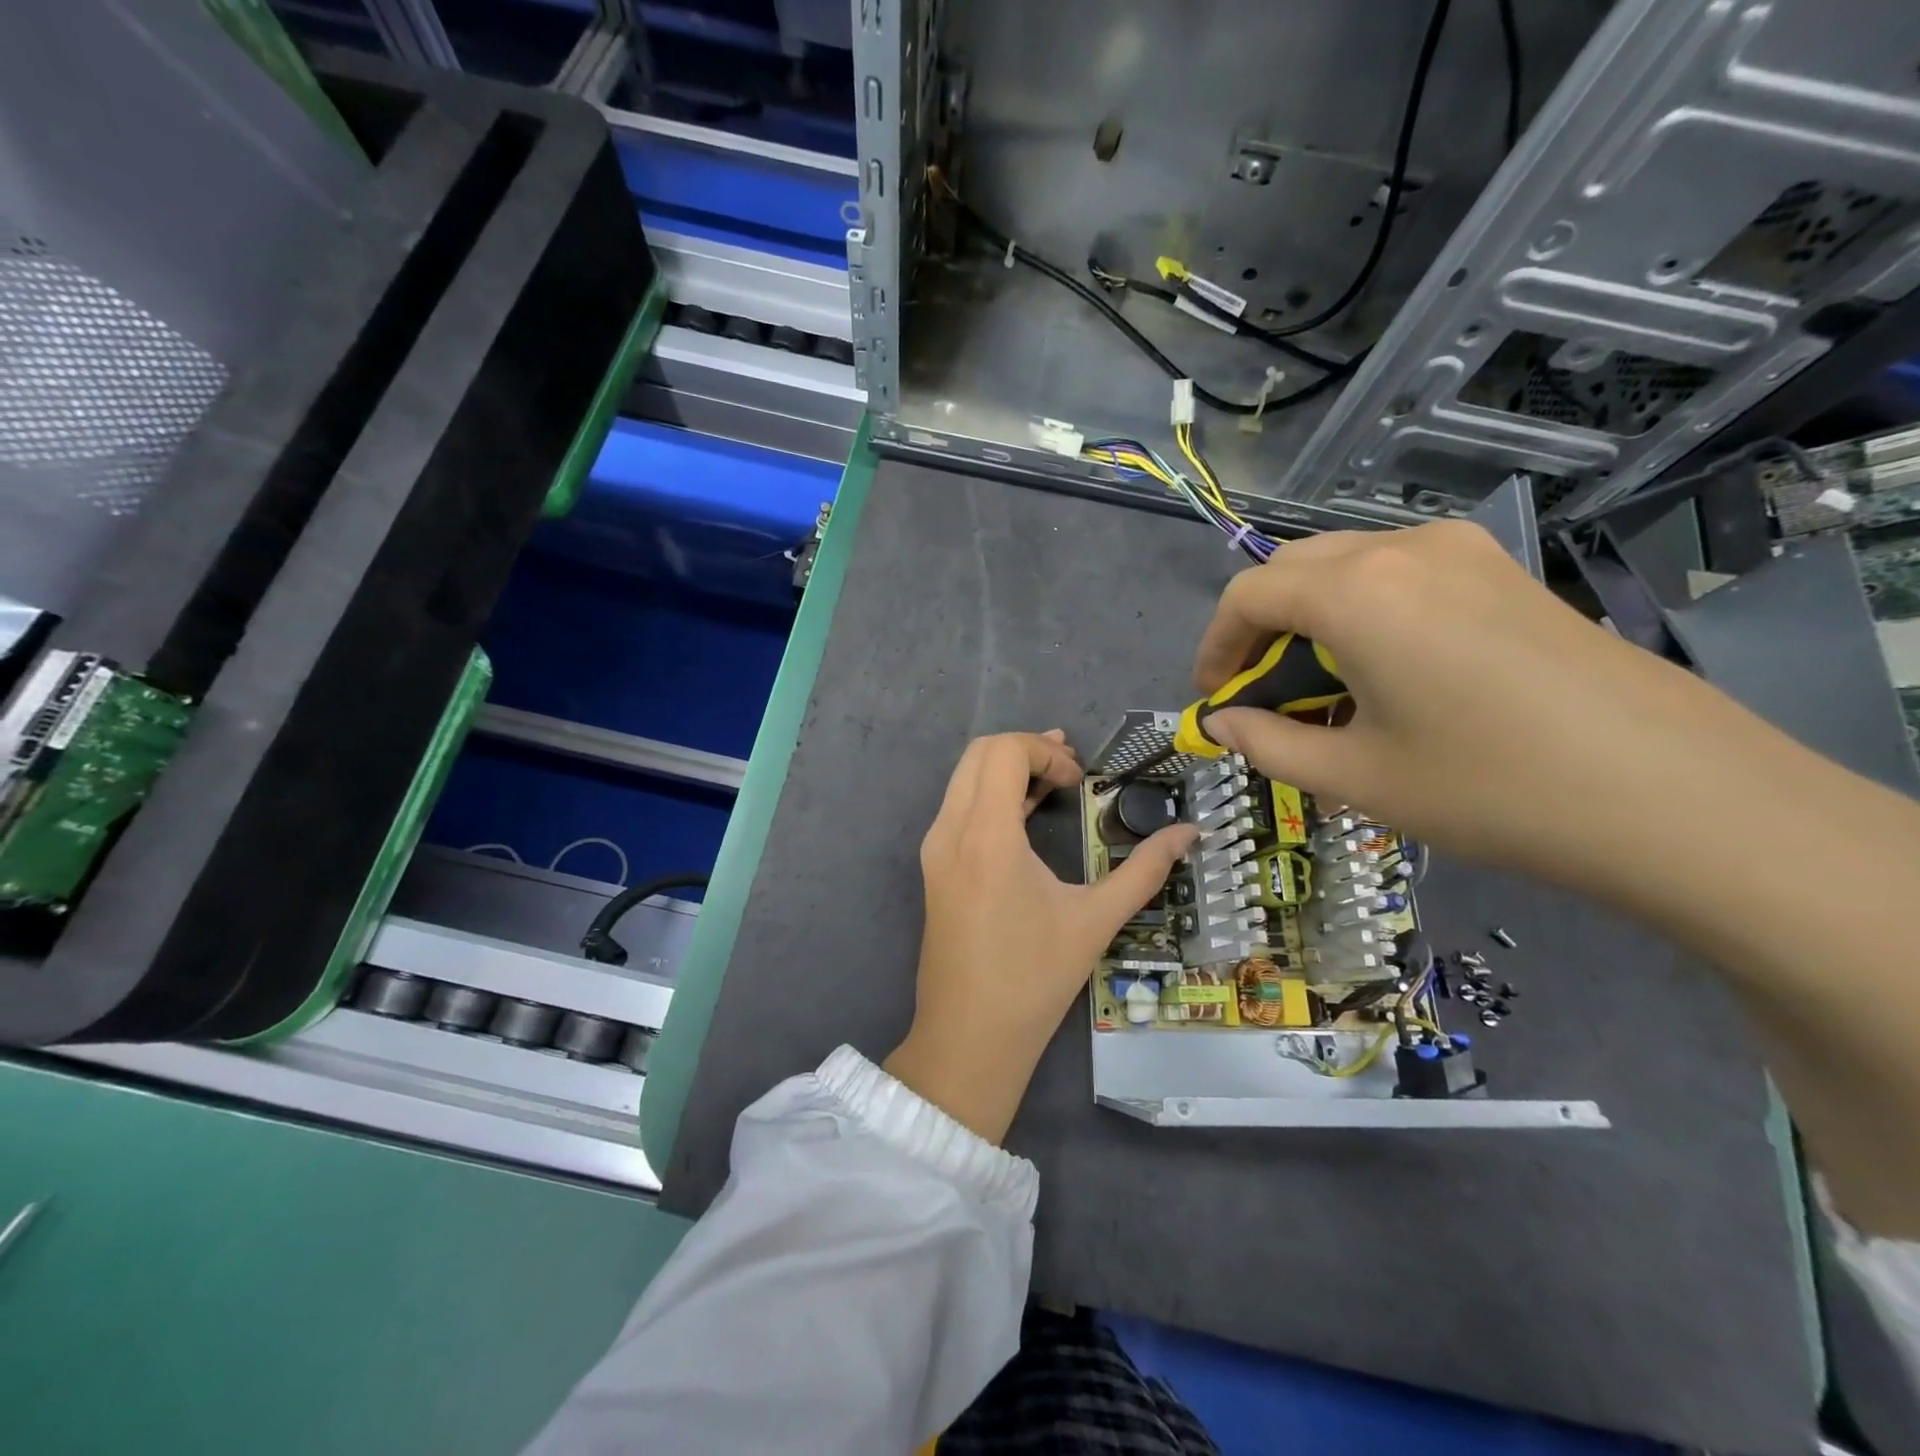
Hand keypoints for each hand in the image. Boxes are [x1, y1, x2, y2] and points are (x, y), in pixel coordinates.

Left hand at [884, 731, 1196, 1142]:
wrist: (968, 1037)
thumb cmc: (1033, 980)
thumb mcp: (1095, 920)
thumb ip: (1144, 870)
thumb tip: (1189, 832)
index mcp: (986, 836)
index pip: (1003, 751)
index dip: (1045, 751)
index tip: (1080, 781)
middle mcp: (949, 831)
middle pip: (979, 753)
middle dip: (1028, 749)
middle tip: (1071, 770)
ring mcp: (935, 848)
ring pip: (964, 777)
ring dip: (1008, 768)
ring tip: (1056, 779)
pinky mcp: (933, 866)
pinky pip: (958, 807)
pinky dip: (991, 794)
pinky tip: (1027, 807)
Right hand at [1193, 521, 1762, 892]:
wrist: (1677, 795)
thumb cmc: (1488, 788)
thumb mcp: (1354, 776)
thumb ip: (1267, 742)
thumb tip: (1222, 723)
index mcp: (1355, 592)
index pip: (1248, 595)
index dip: (1215, 647)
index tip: (1215, 699)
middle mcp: (1402, 549)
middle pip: (1293, 569)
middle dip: (1260, 629)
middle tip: (1262, 694)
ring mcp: (1463, 552)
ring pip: (1347, 566)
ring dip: (1311, 619)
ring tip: (1324, 690)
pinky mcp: (1504, 571)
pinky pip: (1401, 574)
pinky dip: (1364, 612)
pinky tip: (1386, 673)